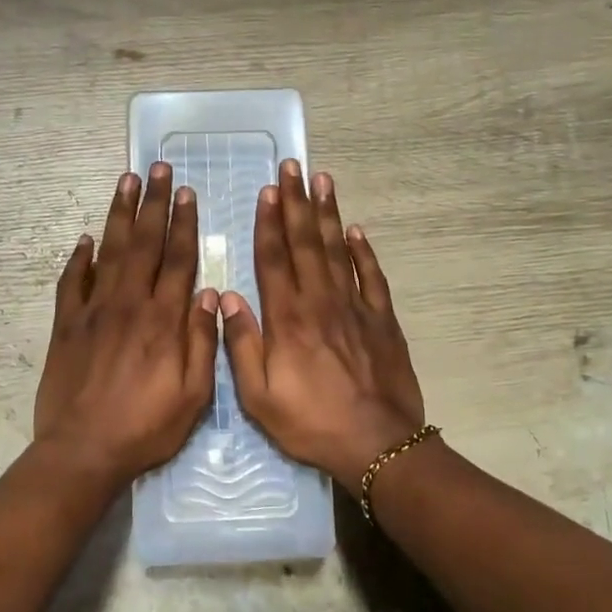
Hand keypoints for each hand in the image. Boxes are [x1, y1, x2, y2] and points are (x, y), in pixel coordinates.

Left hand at [34, 164, 219, 485]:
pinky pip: (71, 282)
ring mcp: (93, 311)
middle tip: (158, 169)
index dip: (185, 224)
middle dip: (154, 203)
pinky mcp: (65, 325)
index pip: (178, 260)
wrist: (83, 450)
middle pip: (145, 244)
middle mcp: (129, 304)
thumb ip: (203, 342)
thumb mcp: (193, 395)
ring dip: (120, 215)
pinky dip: (79, 258)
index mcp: (163, 320)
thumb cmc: (145, 427)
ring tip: (126, 182)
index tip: (187, 192)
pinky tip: (86, 239)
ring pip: (109, 251)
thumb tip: (210, 293)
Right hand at [221, 160, 426, 482]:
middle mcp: (320, 303)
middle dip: (297, 203)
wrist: (377, 444)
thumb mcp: (259, 396)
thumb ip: (242, 345)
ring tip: (323, 181)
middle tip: (294, 167)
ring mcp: (355, 308)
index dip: (269, 223)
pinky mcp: (383, 321)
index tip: (268, 190)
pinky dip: (363, 252)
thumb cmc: (311, 423)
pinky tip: (356, 231)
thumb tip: (228, 298)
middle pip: (306, 244)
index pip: (274, 259)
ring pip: (338, 251)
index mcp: (287, 319)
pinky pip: (372, 278)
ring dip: (328, 214)